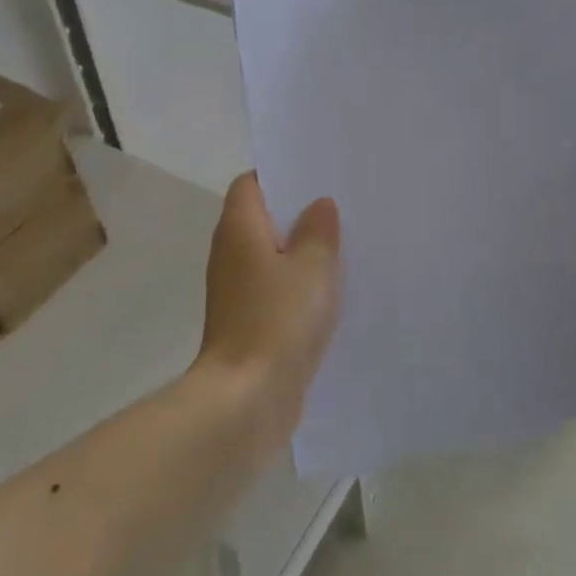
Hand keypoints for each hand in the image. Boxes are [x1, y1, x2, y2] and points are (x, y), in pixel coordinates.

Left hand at [197, 173, 340, 440]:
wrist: (246, 399)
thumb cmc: (278, 320)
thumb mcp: (312, 267)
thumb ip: (319, 231)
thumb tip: (319, 205)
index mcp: (239, 228)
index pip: (250, 183)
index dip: (280, 175)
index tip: (316, 175)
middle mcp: (230, 253)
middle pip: (261, 218)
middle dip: (298, 213)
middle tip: (341, 207)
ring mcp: (236, 291)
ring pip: (270, 256)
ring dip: (300, 251)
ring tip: (344, 244)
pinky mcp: (247, 322)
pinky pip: (274, 289)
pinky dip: (296, 285)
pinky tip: (331, 291)